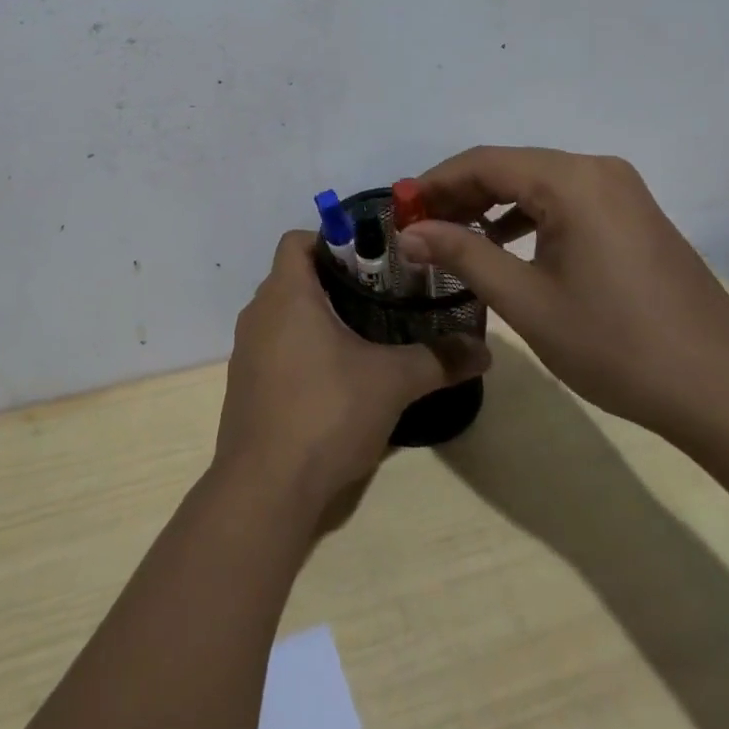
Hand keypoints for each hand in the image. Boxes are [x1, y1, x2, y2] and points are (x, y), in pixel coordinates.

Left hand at [214, 231, 489, 513]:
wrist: (264, 489)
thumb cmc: (325, 412)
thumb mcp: (391, 382)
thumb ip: (438, 360)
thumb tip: (483, 349)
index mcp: (286, 293)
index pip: (298, 240)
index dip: (332, 240)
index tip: (371, 260)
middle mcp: (259, 311)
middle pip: (295, 275)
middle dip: (336, 282)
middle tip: (382, 298)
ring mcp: (247, 350)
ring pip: (285, 313)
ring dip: (319, 317)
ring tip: (365, 337)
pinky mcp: (245, 384)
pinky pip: (275, 347)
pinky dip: (302, 349)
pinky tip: (335, 380)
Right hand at [395, 147, 728, 439]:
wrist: (725, 391)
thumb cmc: (617, 344)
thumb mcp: (527, 302)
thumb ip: (463, 256)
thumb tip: (410, 232)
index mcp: (572, 180)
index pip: (484, 163)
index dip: (435, 182)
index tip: (399, 208)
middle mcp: (597, 170)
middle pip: (510, 167)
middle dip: (460, 193)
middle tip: (420, 226)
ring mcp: (621, 191)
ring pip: (537, 183)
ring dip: (491, 204)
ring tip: (454, 236)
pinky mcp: (633, 214)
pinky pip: (564, 200)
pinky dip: (527, 215)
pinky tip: (506, 244)